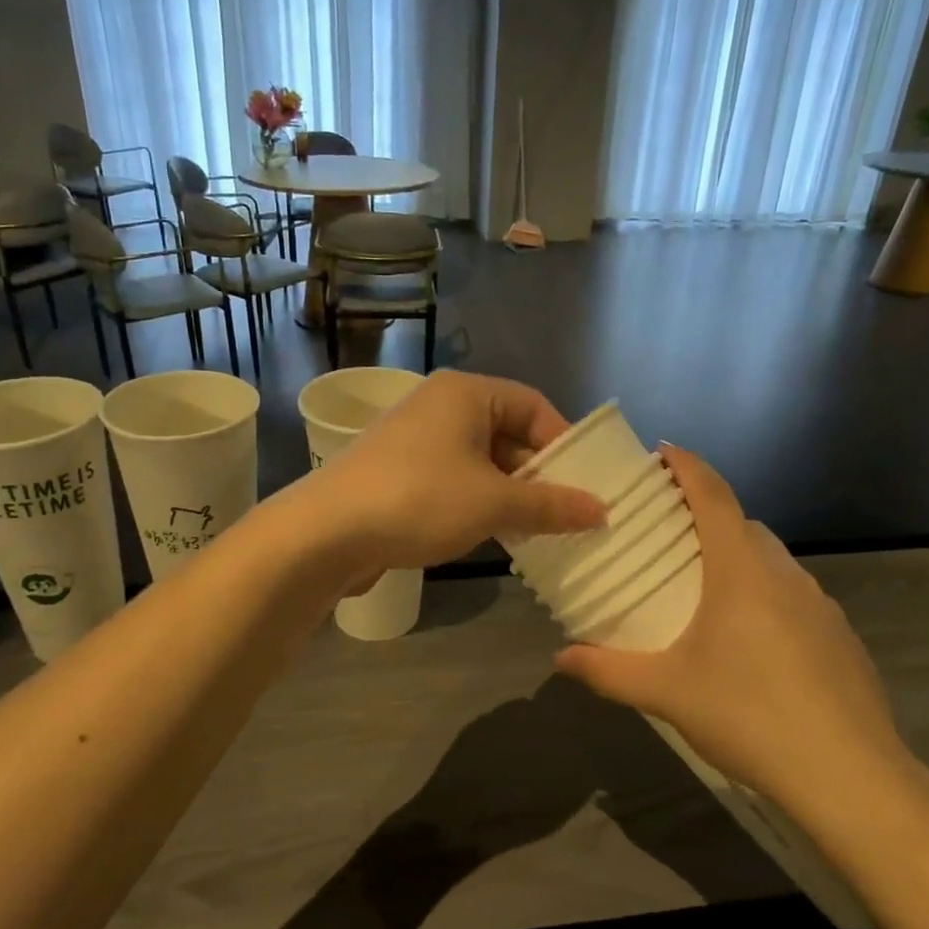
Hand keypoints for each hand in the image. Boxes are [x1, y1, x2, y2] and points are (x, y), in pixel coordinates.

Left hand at [309, 372, 605, 572]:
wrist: (327, 532)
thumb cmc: (419, 500)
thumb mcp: (493, 503)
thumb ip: (550, 505)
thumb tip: (602, 510)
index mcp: (465, 394)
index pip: (533, 405)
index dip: (563, 443)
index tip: (584, 484)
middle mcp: (440, 407)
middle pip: (507, 433)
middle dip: (537, 475)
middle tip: (566, 514)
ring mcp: (415, 440)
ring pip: (480, 461)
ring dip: (509, 494)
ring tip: (536, 530)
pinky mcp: (398, 473)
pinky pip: (453, 480)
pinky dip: (477, 503)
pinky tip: (492, 534)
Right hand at [555, 447, 916, 817]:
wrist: (851, 776)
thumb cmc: (749, 715)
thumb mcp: (665, 692)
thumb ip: (607, 671)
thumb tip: (560, 659)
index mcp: (740, 570)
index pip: (713, 495)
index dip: (687, 466)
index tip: (662, 451)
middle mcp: (784, 573)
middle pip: (742, 524)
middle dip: (705, 515)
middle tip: (665, 534)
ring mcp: (820, 603)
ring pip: (770, 560)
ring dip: (736, 557)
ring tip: (702, 589)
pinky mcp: (840, 635)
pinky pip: (793, 594)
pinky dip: (765, 593)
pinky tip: (750, 641)